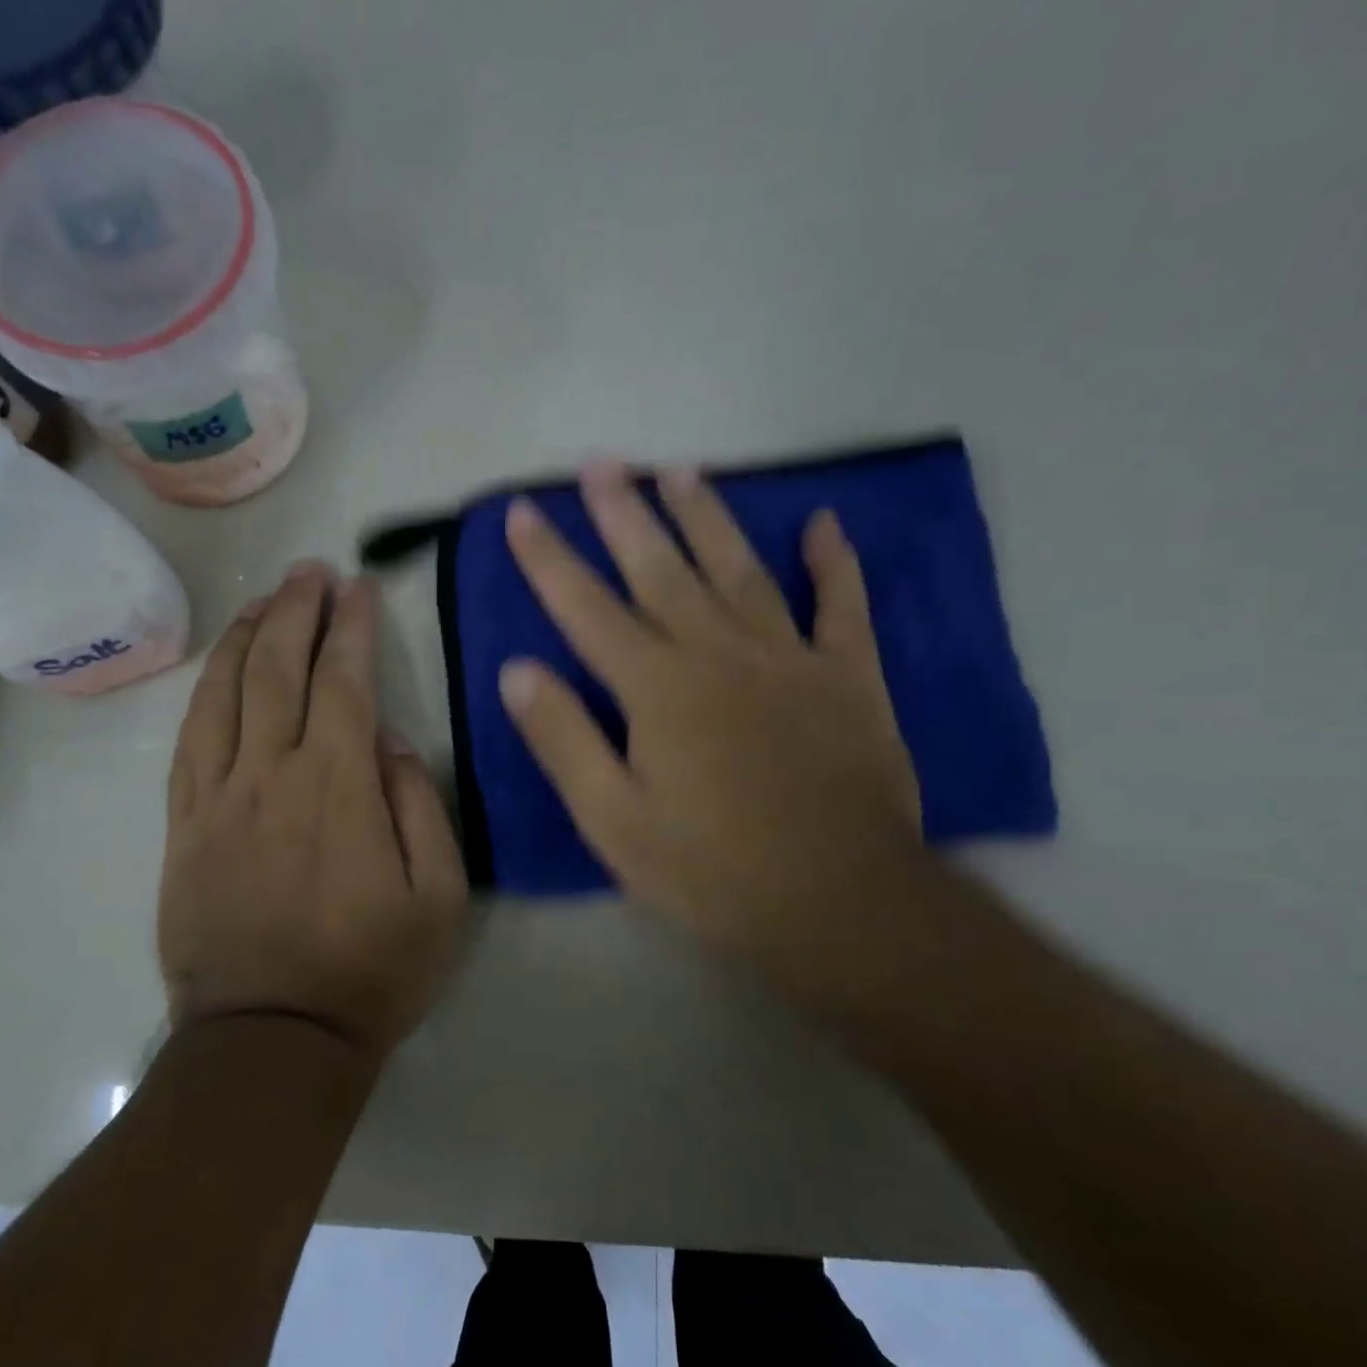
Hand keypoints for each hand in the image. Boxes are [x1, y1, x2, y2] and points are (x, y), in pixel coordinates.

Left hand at [159, 564, 469, 1057]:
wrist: (272, 1039)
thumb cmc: (371, 971)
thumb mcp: (440, 897)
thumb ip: (419, 806)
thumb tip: (388, 742)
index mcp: (338, 787)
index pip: (343, 681)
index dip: (351, 627)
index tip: (359, 588)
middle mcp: (271, 775)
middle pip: (277, 670)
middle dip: (296, 610)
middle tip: (310, 572)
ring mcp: (217, 798)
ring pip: (224, 694)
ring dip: (246, 637)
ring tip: (264, 600)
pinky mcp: (183, 826)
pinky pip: (188, 741)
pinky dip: (204, 692)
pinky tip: (218, 669)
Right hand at [499, 462, 923, 1001]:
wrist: (840, 903)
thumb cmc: (711, 869)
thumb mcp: (613, 820)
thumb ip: (563, 740)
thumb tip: (516, 670)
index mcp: (656, 688)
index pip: (587, 608)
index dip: (549, 558)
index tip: (524, 512)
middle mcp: (718, 653)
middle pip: (661, 569)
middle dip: (625, 514)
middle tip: (602, 464)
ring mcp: (789, 658)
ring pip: (739, 570)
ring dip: (707, 517)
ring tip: (680, 471)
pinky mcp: (849, 678)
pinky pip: (842, 606)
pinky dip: (835, 563)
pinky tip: (824, 523)